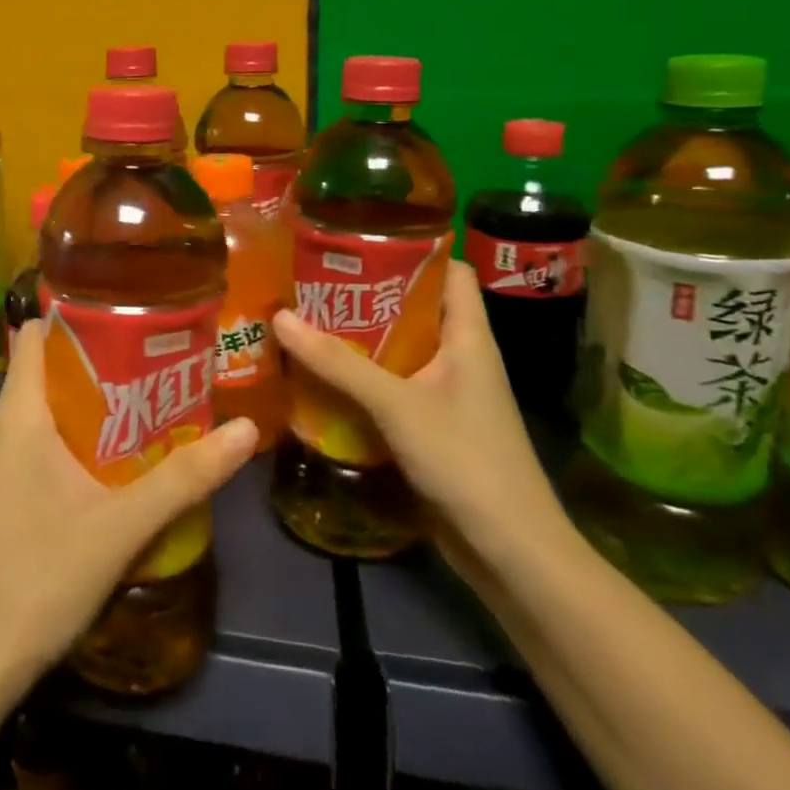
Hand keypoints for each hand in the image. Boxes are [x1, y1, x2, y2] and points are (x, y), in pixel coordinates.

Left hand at [0, 322, 259, 684]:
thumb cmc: (39, 575)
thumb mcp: (122, 525)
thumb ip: (185, 477)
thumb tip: (247, 429)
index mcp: (19, 412)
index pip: (37, 333)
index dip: (78, 315)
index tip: (132, 311)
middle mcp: (4, 425)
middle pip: (50, 367)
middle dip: (103, 358)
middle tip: (161, 356)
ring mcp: (2, 460)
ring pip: (50, 407)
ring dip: (97, 400)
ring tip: (155, 397)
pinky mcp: (8, 490)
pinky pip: (45, 440)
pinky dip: (83, 435)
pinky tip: (124, 456)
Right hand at [272, 259, 573, 578]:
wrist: (510, 552)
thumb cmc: (466, 461)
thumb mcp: (397, 404)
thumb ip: (338, 362)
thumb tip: (279, 317)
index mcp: (469, 338)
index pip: (451, 272)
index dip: (414, 249)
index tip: (360, 236)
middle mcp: (459, 359)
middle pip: (414, 309)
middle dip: (366, 294)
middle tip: (311, 277)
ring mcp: (445, 395)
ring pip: (397, 351)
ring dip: (356, 339)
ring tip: (304, 318)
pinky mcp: (429, 428)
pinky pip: (389, 388)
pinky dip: (357, 379)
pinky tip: (317, 375)